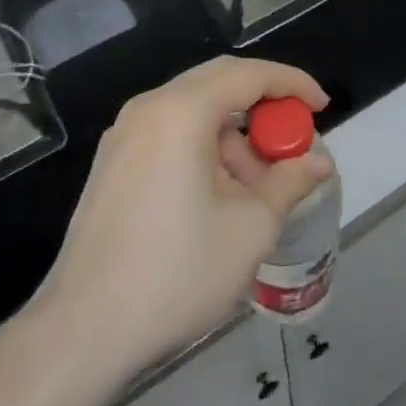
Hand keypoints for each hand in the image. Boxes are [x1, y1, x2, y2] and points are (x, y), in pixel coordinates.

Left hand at [31, 56, 332, 384]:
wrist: (83, 331)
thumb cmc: (176, 273)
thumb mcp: (251, 228)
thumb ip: (290, 182)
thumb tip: (318, 161)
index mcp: (181, 111)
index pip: (248, 74)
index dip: (292, 84)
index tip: (322, 106)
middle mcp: (149, 108)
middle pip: (219, 83)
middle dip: (264, 106)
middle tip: (294, 138)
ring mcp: (124, 135)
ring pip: (194, 111)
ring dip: (234, 134)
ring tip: (259, 186)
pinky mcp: (113, 163)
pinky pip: (170, 133)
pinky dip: (205, 147)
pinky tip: (220, 195)